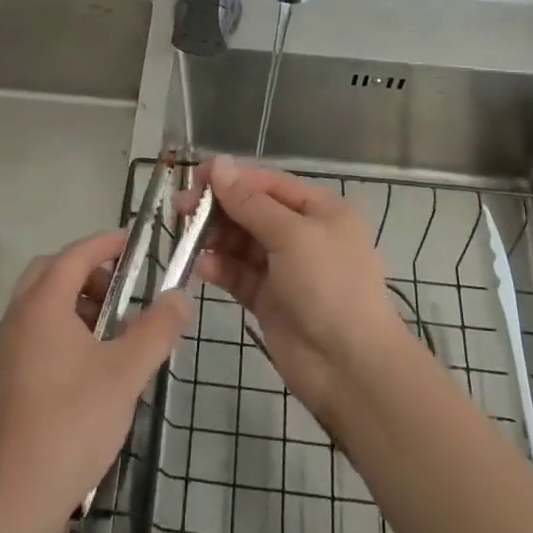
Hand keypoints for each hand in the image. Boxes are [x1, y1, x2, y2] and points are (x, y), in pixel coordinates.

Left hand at [0, 229, 187, 532]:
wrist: (18, 496)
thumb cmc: (73, 422)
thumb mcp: (126, 372)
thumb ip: (156, 329)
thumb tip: (179, 297)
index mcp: (43, 305)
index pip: (75, 254)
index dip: (105, 243)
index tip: (134, 243)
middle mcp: (19, 316)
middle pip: (52, 270)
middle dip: (88, 269)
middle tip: (122, 287)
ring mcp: (9, 346)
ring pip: (42, 299)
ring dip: (76, 297)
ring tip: (113, 326)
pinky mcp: (8, 374)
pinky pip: (36, 326)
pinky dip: (64, 323)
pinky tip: (91, 358)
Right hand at [190, 157, 410, 419]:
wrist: (351, 369)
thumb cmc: (329, 287)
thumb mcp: (292, 236)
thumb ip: (250, 203)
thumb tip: (218, 164)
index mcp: (320, 210)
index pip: (268, 183)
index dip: (232, 177)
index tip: (194, 178)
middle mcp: (303, 234)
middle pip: (252, 210)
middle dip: (219, 207)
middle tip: (181, 209)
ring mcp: (285, 268)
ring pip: (242, 242)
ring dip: (215, 237)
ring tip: (189, 239)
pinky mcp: (269, 299)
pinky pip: (239, 273)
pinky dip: (220, 268)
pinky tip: (202, 268)